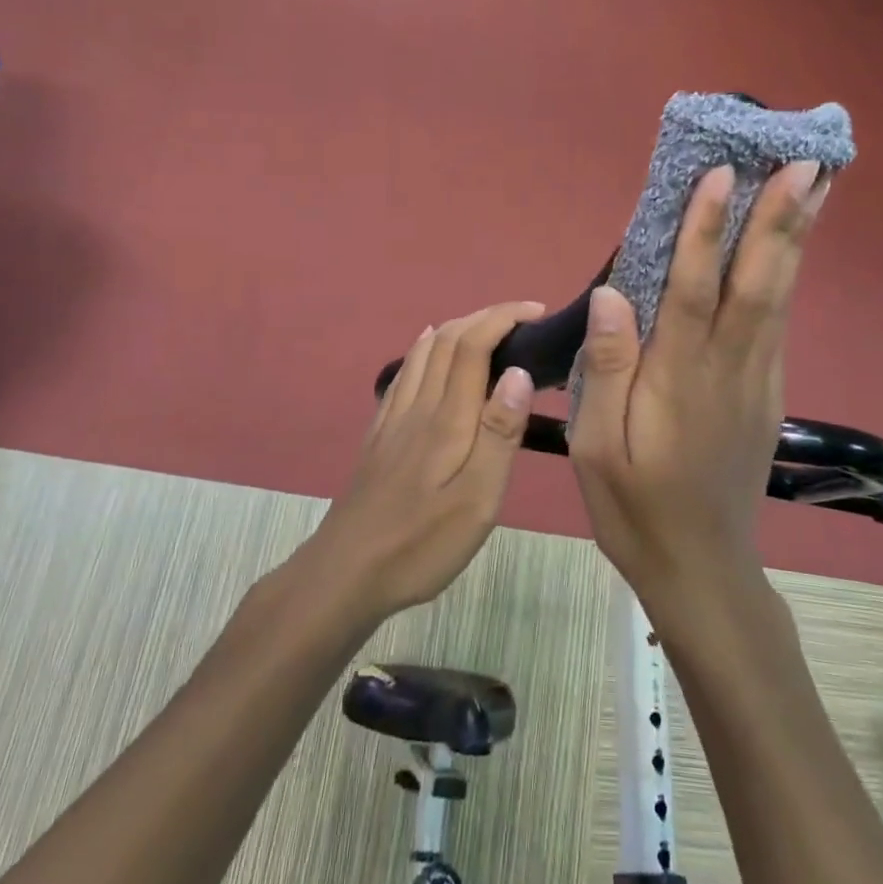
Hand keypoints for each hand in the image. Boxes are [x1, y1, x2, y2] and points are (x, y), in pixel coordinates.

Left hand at [309, 302, 542, 619]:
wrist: (346, 572)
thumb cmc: (421, 542)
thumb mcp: (477, 500)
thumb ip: (499, 433)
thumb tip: (518, 372)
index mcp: (447, 418)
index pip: (473, 345)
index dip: (503, 318)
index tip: (536, 311)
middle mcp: (418, 405)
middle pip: (446, 339)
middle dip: (484, 316)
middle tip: (522, 317)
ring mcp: (393, 417)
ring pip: (423, 351)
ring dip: (456, 327)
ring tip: (487, 328)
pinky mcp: (380, 433)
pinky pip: (404, 372)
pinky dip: (424, 348)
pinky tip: (427, 350)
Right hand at [568, 161, 831, 598]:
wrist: (701, 568)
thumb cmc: (635, 507)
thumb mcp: (596, 448)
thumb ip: (607, 369)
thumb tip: (613, 293)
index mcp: (679, 380)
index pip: (696, 290)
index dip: (707, 230)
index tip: (721, 174)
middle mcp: (728, 369)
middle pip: (759, 282)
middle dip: (781, 218)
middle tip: (808, 159)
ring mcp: (757, 380)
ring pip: (779, 296)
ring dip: (796, 237)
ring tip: (817, 185)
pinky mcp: (768, 392)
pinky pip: (778, 320)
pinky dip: (787, 273)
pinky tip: (791, 247)